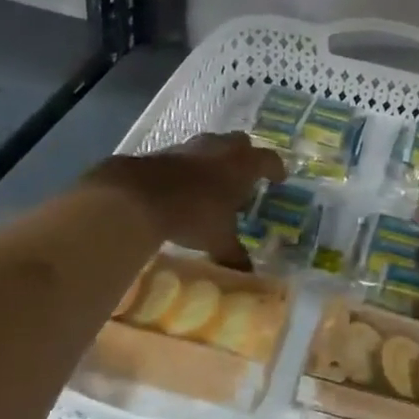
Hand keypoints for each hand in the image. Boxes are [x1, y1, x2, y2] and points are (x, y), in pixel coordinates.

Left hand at [86, 133, 284, 268]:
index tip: (280, 179)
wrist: (138, 196)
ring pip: (213, 146)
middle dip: (246, 157)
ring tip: (215, 182)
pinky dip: (192, 167)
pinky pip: (187, 155)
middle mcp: (221, 148)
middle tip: (246, 177)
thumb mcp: (219, 240)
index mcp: (243, 164)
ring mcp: (191, 146)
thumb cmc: (194, 214)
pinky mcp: (165, 151)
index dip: (276, 169)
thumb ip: (235, 254)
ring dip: (217, 160)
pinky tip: (187, 186)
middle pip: (242, 143)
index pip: (269, 160)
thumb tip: (249, 274)